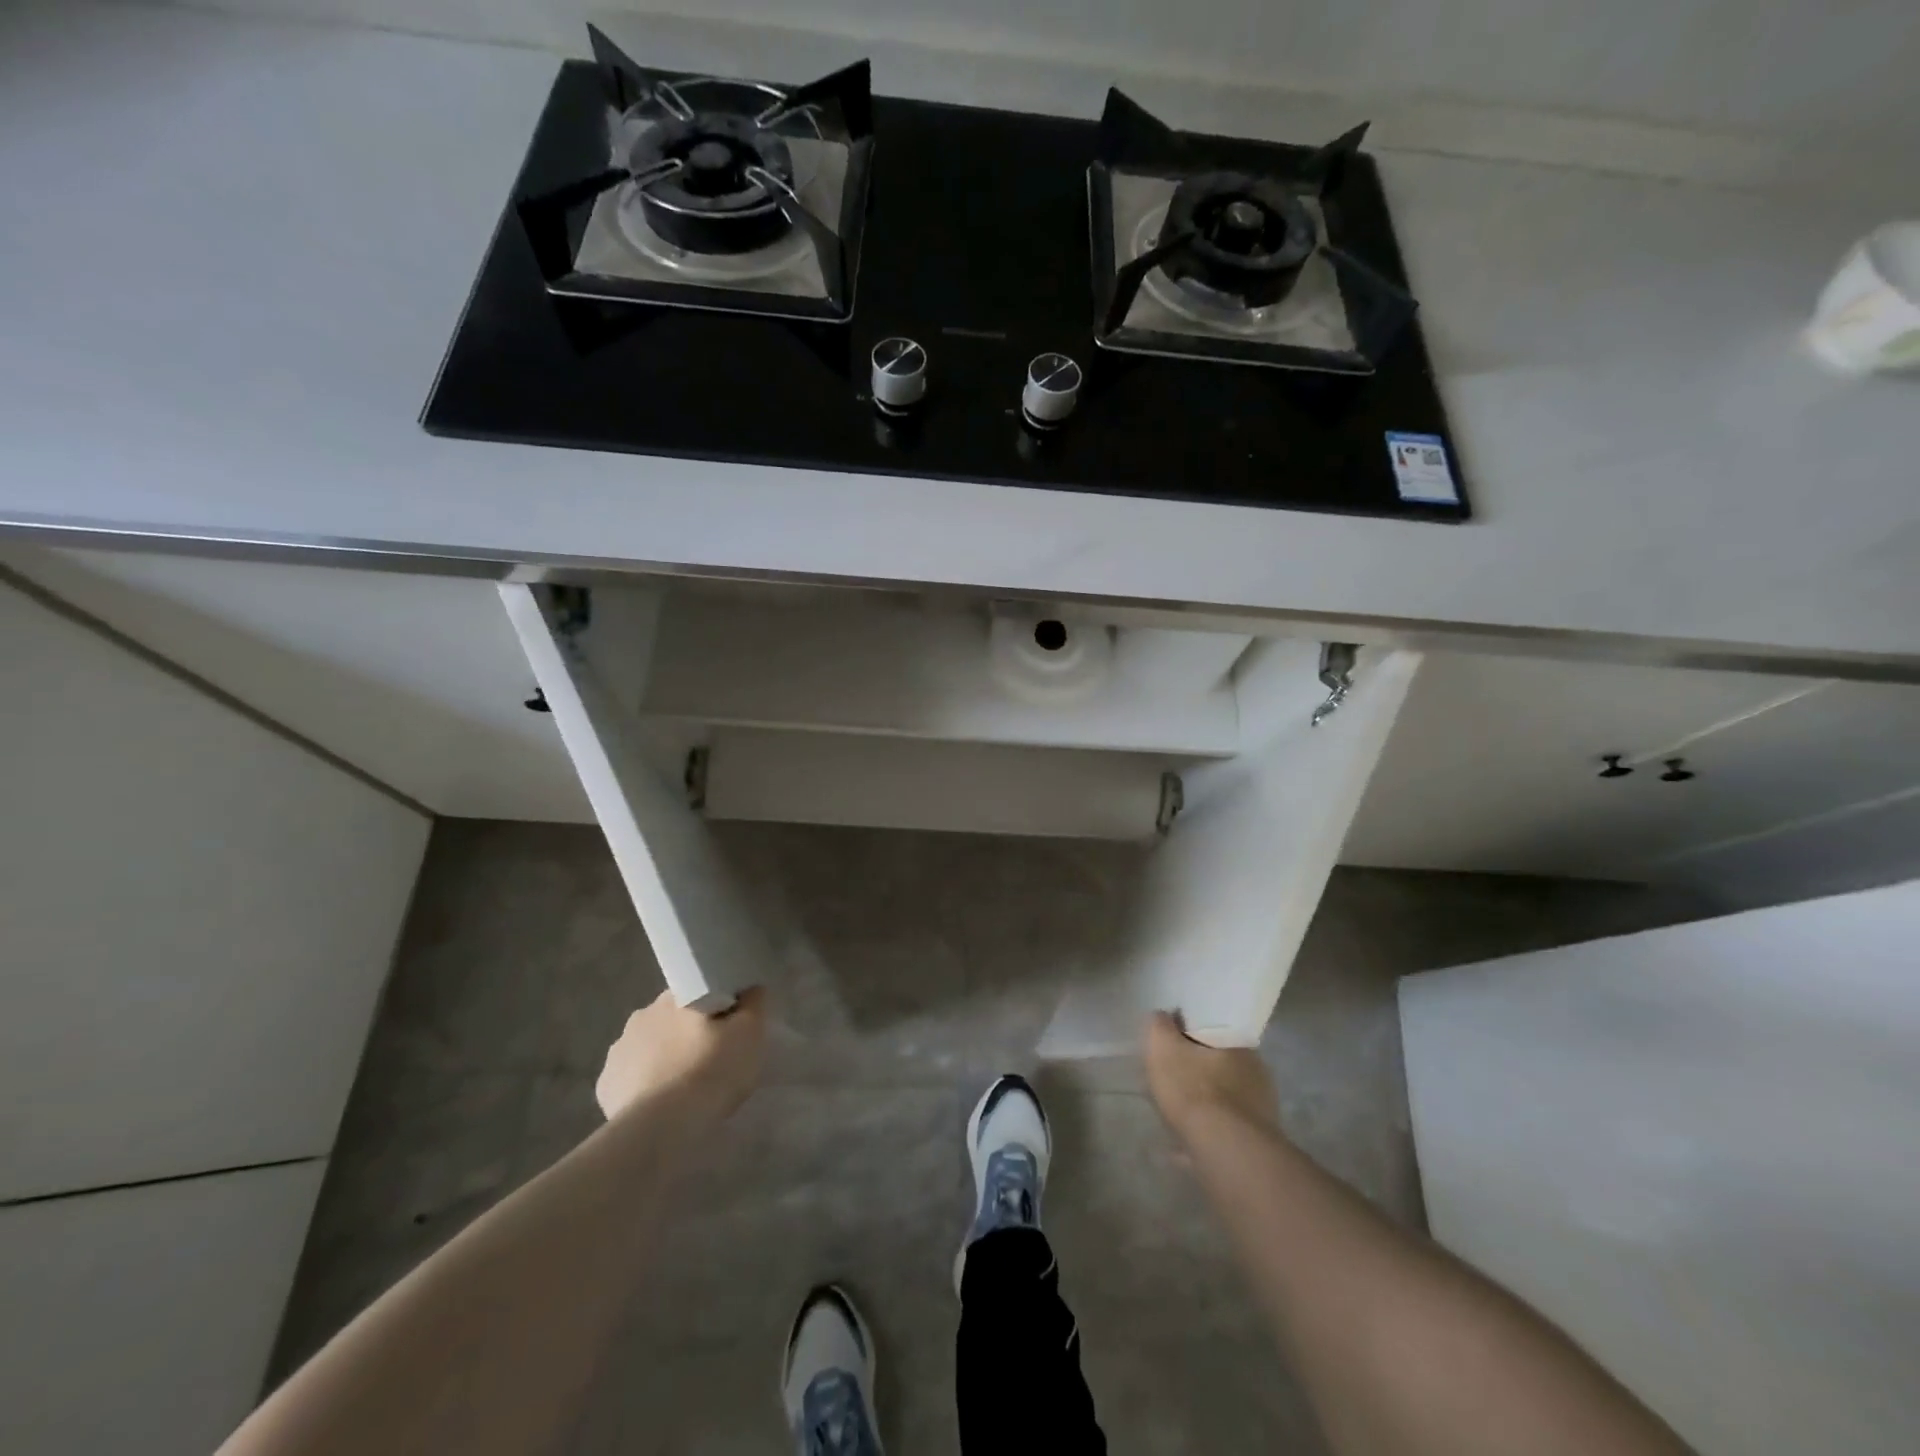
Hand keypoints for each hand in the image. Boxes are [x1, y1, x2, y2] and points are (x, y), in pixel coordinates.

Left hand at [595, 987, 765, 1123]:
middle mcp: (642, 1015)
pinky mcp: (605, 1086)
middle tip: (709, 1061)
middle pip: (672, 1020)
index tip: (727, 1030)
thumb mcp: (750, 1033)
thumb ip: (753, 1003)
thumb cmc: (711, 1071)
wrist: (664, 1128)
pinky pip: (631, 1078)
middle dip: (687, 1035)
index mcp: (675, 997)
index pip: (698, 992)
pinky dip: (645, 1087)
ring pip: (649, 1048)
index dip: (714, 1010)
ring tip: (685, 1088)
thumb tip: (750, 988)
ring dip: (664, 1059)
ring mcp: (619, 1051)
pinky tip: (661, 1106)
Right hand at [1144, 1011, 1281, 1140]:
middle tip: (1170, 1082)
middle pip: (1219, 1067)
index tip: (1169, 1048)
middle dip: (1196, 1073)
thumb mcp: (1163, 1047)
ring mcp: (1262, 1111)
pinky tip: (1184, 1148)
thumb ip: (1159, 1026)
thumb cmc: (1194, 1090)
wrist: (1226, 1152)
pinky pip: (1225, 1131)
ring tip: (1174, 1118)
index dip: (1187, 1038)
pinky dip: (1206, 1134)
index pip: (1211, 1032)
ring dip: (1203, 1106)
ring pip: (1224, 1101)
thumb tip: (1162, 1016)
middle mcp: (1257, 1074)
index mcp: (1239, 1045)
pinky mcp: (1259, 1144)